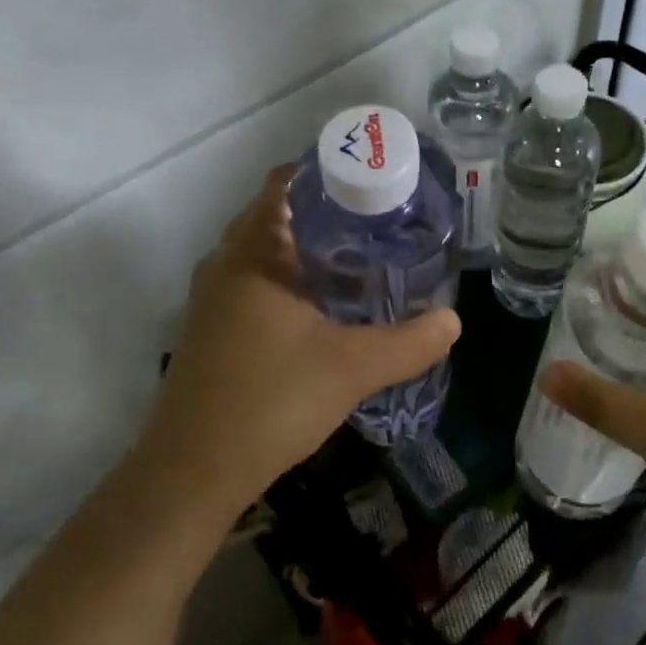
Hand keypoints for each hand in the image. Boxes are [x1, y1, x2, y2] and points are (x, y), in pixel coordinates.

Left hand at [143, 166, 461, 515]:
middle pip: (274, 215)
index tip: (369, 182)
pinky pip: (250, 280)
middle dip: (323, 214)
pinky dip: (283, 278)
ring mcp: (210, 296)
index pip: (283, 183)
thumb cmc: (270, 401)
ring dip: (301, 249)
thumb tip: (454, 320)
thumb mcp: (351, 369)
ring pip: (261, 251)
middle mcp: (225, 262)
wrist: (191, 470)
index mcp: (254, 253)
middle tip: (375, 222)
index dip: (325, 174)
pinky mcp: (208, 326)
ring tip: (356, 259)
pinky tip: (317, 308)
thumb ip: (408, 343)